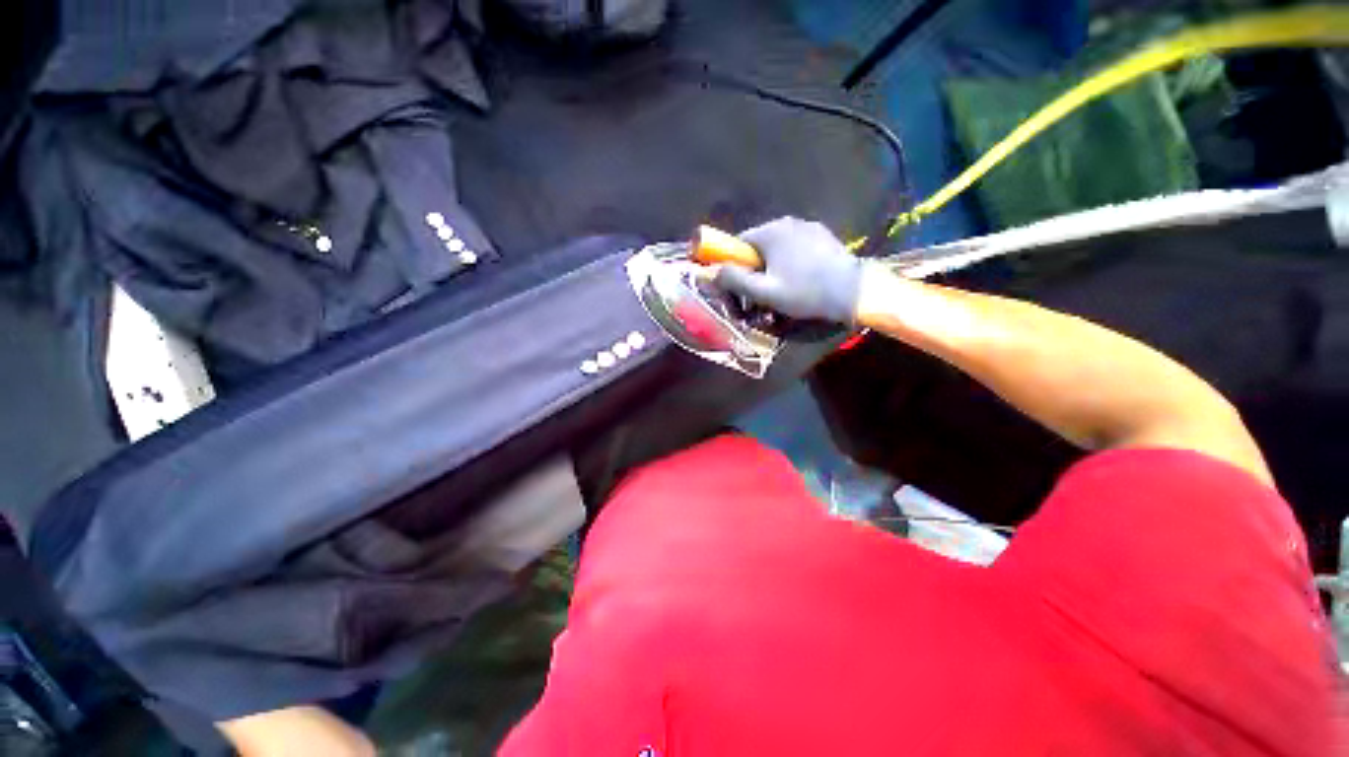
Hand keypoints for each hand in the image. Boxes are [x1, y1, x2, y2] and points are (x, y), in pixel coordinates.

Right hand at [713, 217, 861, 323]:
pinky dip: (791, 261)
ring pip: (778, 246)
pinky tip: (801, 279)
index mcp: (771, 232)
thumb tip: (713, 271)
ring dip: (773, 265)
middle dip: (755, 267)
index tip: (739, 285)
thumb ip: (736, 280)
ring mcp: (808, 226)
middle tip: (761, 292)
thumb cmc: (805, 292)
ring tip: (783, 288)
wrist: (852, 292)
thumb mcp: (765, 292)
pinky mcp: (823, 236)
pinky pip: (796, 247)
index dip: (735, 264)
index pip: (739, 243)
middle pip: (759, 245)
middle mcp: (788, 222)